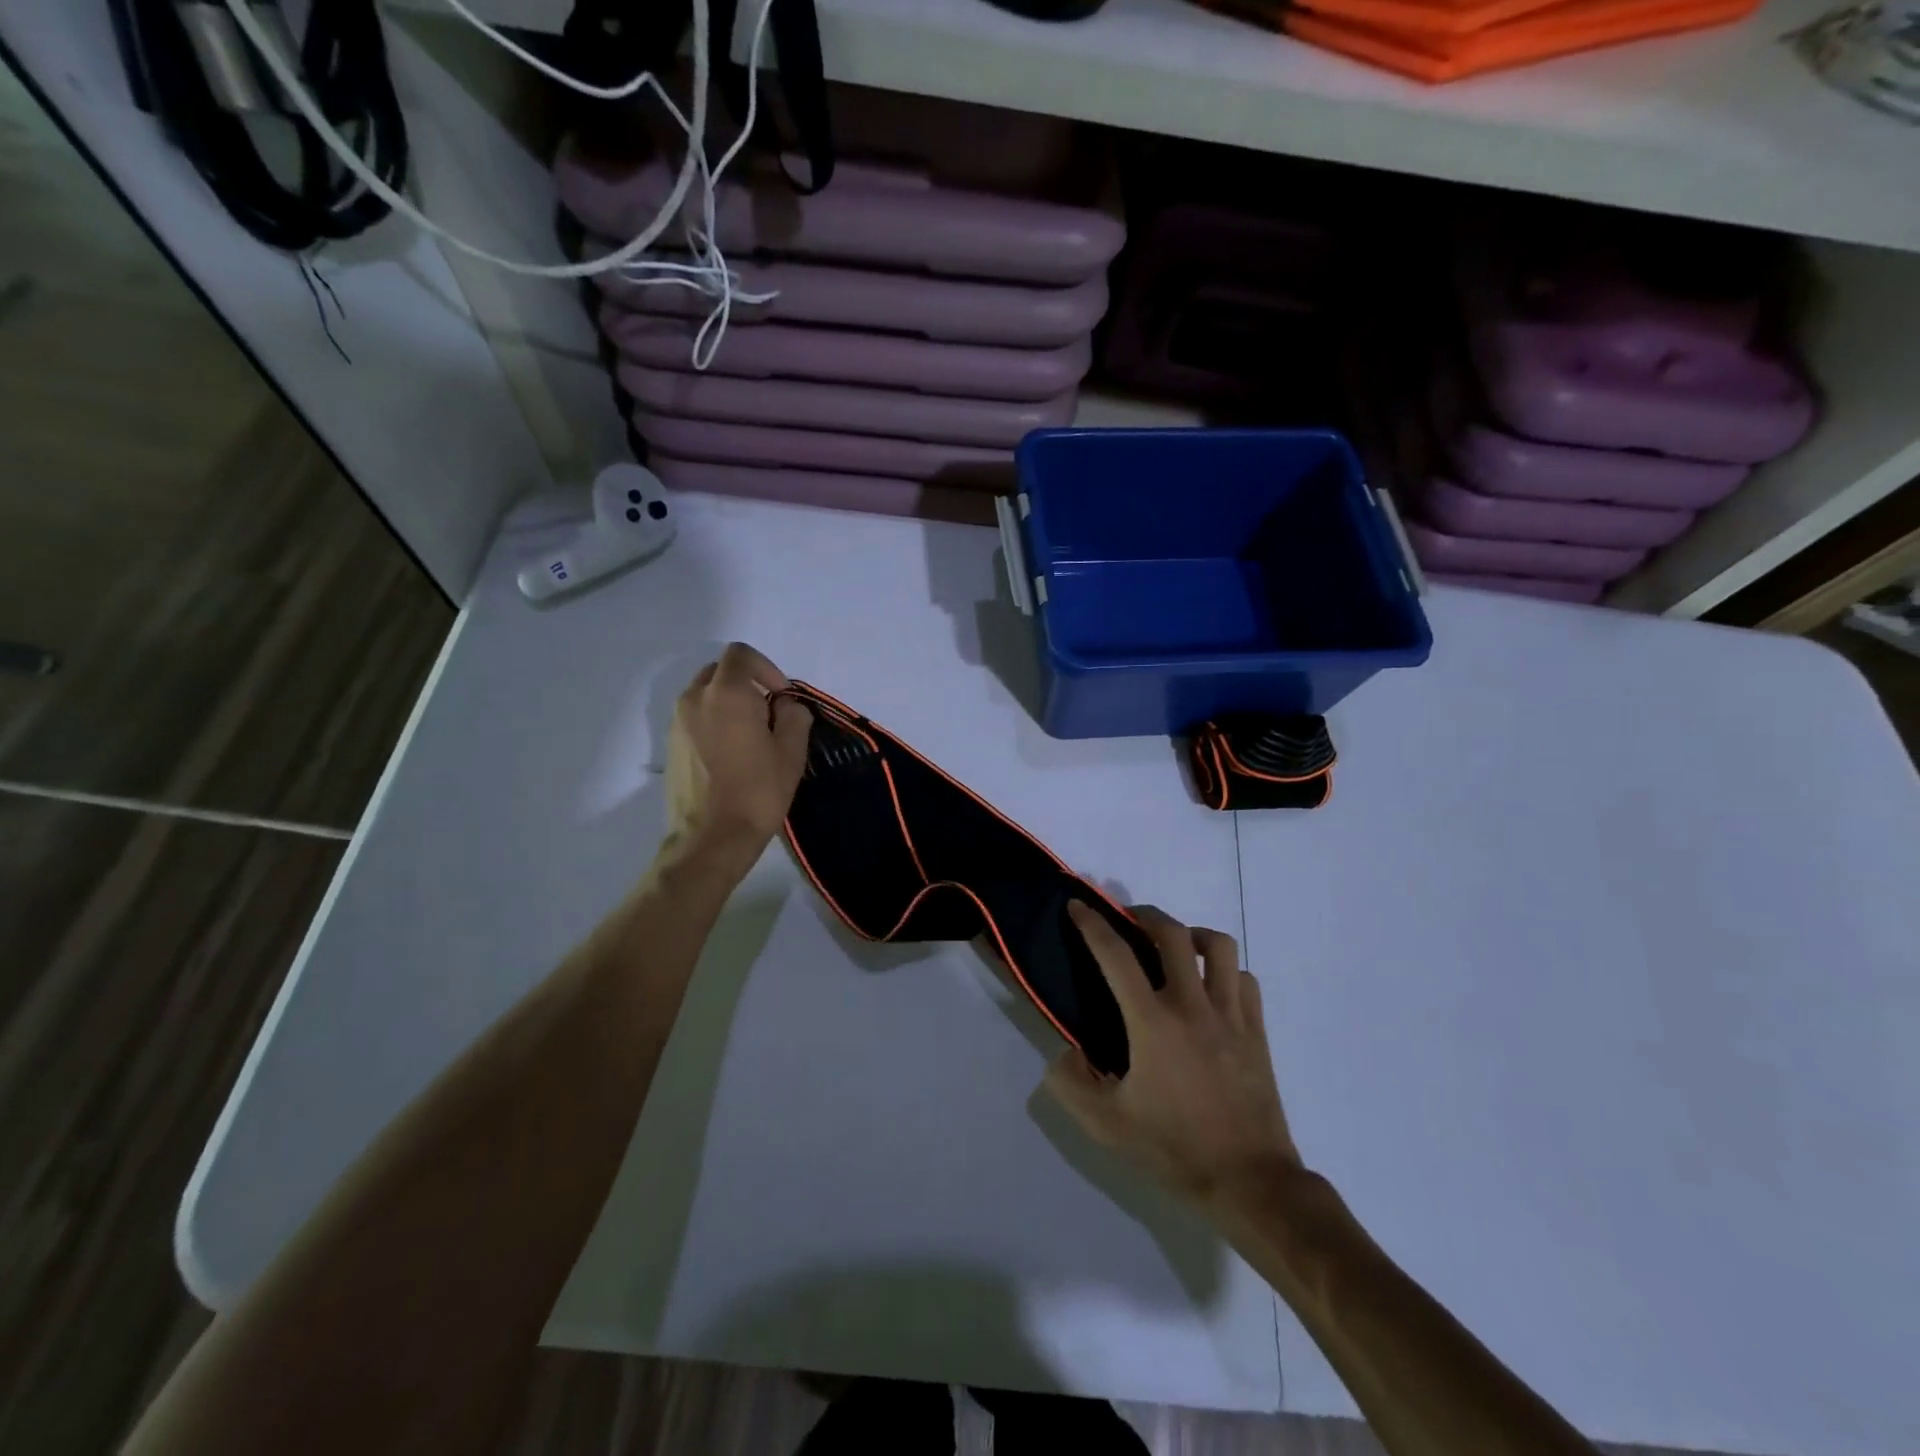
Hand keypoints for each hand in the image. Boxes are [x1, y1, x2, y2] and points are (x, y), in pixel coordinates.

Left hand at [665, 643, 811, 863]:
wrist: (710, 838)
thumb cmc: (757, 792)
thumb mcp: (791, 752)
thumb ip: (793, 716)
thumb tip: (784, 705)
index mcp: (727, 693)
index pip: (742, 654)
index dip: (767, 668)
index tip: (781, 697)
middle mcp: (695, 698)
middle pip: (721, 671)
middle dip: (747, 683)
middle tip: (768, 714)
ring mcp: (677, 722)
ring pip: (705, 694)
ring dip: (729, 703)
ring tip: (749, 737)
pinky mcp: (670, 745)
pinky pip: (694, 717)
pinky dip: (713, 721)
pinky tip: (730, 755)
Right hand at [1046, 902, 1300, 1207]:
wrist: (1251, 1181)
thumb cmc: (1175, 1149)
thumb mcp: (1107, 1126)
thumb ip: (1071, 1085)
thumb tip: (1065, 1052)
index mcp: (1152, 1023)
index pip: (1116, 956)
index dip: (1093, 925)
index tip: (1079, 906)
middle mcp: (1193, 1006)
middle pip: (1171, 933)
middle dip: (1145, 915)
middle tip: (1129, 921)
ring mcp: (1231, 1015)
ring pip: (1218, 946)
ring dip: (1192, 935)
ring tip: (1176, 947)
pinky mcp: (1257, 1031)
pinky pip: (1244, 979)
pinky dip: (1225, 970)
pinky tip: (1211, 988)